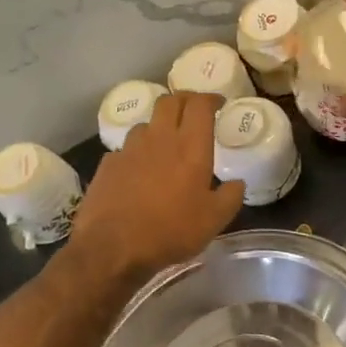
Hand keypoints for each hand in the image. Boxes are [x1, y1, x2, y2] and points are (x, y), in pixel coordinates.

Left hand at [68, 90, 245, 283]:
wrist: (114, 248)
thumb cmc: (171, 231)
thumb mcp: (214, 220)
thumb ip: (231, 197)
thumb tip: (237, 183)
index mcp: (190, 146)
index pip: (200, 105)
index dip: (210, 99)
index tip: (218, 104)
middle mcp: (159, 138)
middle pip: (170, 101)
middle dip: (184, 101)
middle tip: (193, 112)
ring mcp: (129, 149)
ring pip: (146, 123)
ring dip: (158, 126)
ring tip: (165, 143)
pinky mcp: (108, 164)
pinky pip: (126, 149)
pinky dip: (137, 152)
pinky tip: (139, 170)